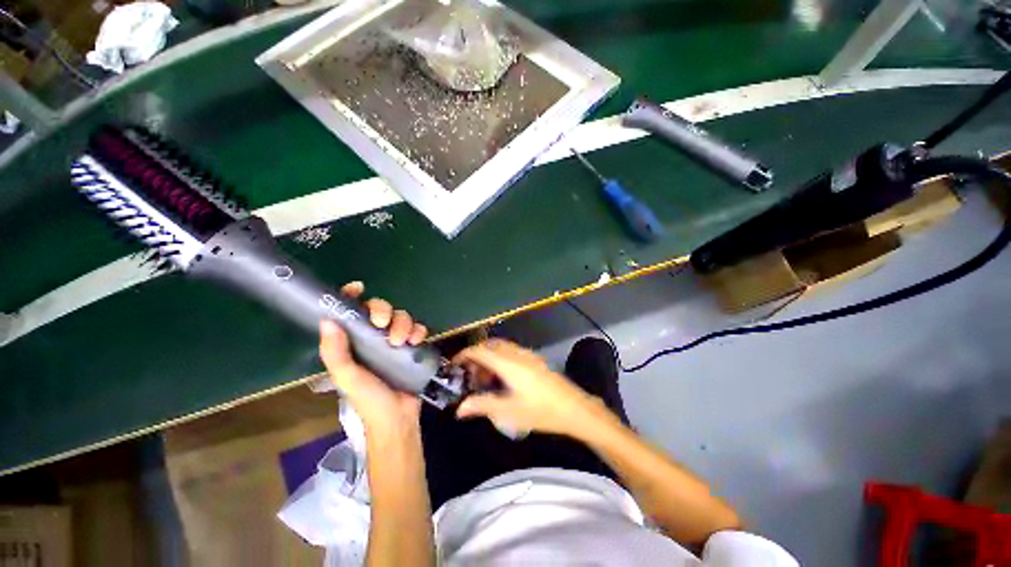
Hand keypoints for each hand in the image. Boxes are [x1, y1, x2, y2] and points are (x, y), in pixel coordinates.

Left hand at [319, 281, 428, 434]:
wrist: (397, 417)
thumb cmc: (368, 399)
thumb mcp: (347, 378)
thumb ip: (336, 353)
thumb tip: (327, 320)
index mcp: (353, 342)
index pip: (350, 313)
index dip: (352, 297)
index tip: (359, 288)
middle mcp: (373, 338)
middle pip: (381, 309)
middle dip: (385, 312)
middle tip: (383, 326)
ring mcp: (394, 341)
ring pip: (401, 317)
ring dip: (404, 324)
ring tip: (402, 342)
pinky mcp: (412, 347)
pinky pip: (418, 329)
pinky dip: (419, 331)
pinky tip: (417, 341)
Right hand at [453, 339, 605, 437]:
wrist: (573, 408)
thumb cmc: (540, 410)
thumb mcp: (509, 411)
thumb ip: (482, 406)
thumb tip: (460, 408)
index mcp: (508, 363)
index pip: (480, 350)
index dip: (464, 354)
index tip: (454, 365)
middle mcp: (516, 353)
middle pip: (490, 345)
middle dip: (476, 355)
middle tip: (470, 374)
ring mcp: (527, 355)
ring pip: (501, 347)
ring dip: (489, 356)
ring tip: (485, 378)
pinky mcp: (535, 359)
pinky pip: (511, 351)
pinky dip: (500, 358)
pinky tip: (502, 377)